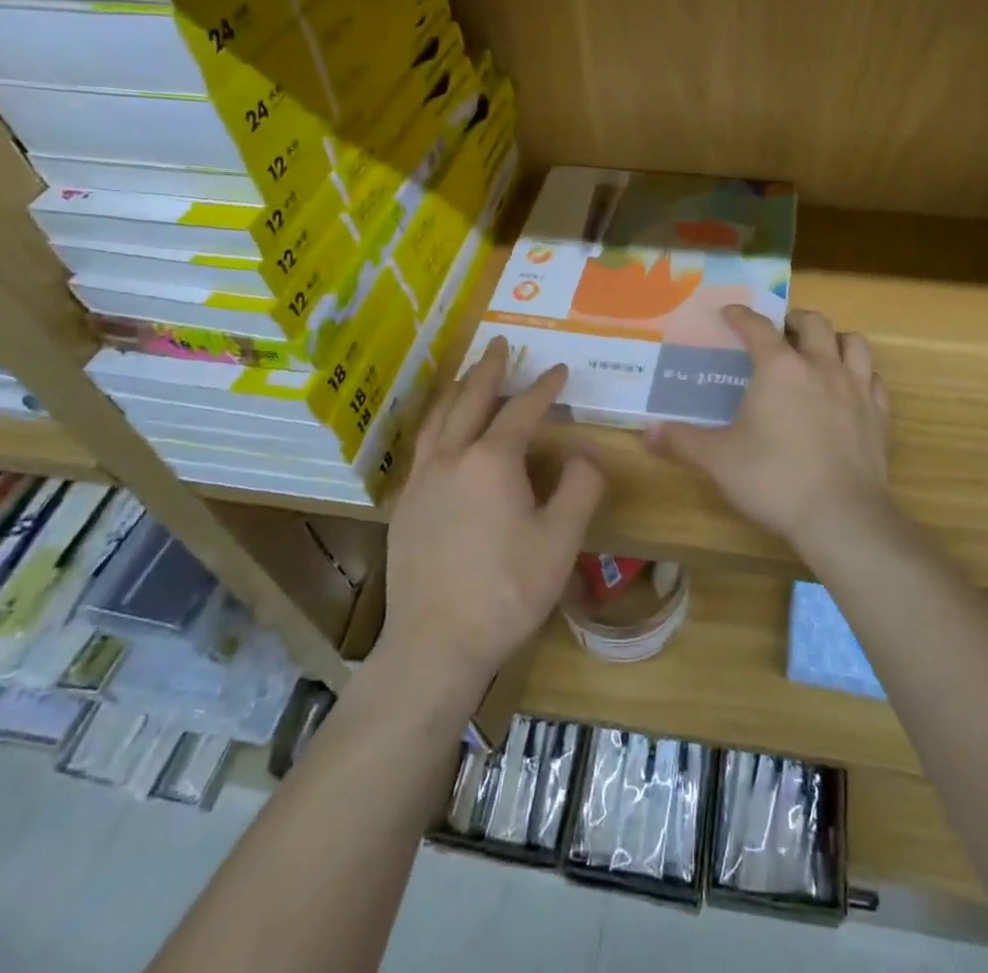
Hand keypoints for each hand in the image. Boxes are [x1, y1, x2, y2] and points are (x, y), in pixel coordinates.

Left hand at [377, 337, 607, 698]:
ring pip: (437, 420)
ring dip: (455, 391)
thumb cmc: (506, 591)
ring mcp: (422, 482)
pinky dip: (435, 425)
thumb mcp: (560, 541)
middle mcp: (452, 459)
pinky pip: (421, 448)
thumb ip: (579, 488)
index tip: (560, 370)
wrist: (435, 645)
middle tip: (499, 343)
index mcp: (492, 461)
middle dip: (489, 369)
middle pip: (470, 400)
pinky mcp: (405, 507)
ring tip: (465, 375)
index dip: (544, 387)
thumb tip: (583, 454)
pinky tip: (440, 436)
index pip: (522, 410)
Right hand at [646, 306, 893, 559]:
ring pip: (853, 343)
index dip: (741, 316)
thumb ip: (682, 442)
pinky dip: (861, 373)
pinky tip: (852, 387)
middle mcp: (820, 367)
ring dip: (834, 338)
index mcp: (779, 368)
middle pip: (813, 323)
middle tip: (781, 331)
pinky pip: (874, 378)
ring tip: (820, 350)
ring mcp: (856, 388)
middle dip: (794, 319)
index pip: (758, 327)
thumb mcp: (718, 461)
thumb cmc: (774, 480)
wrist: (842, 517)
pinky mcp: (879, 414)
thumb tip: (646, 433)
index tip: (730, 312)